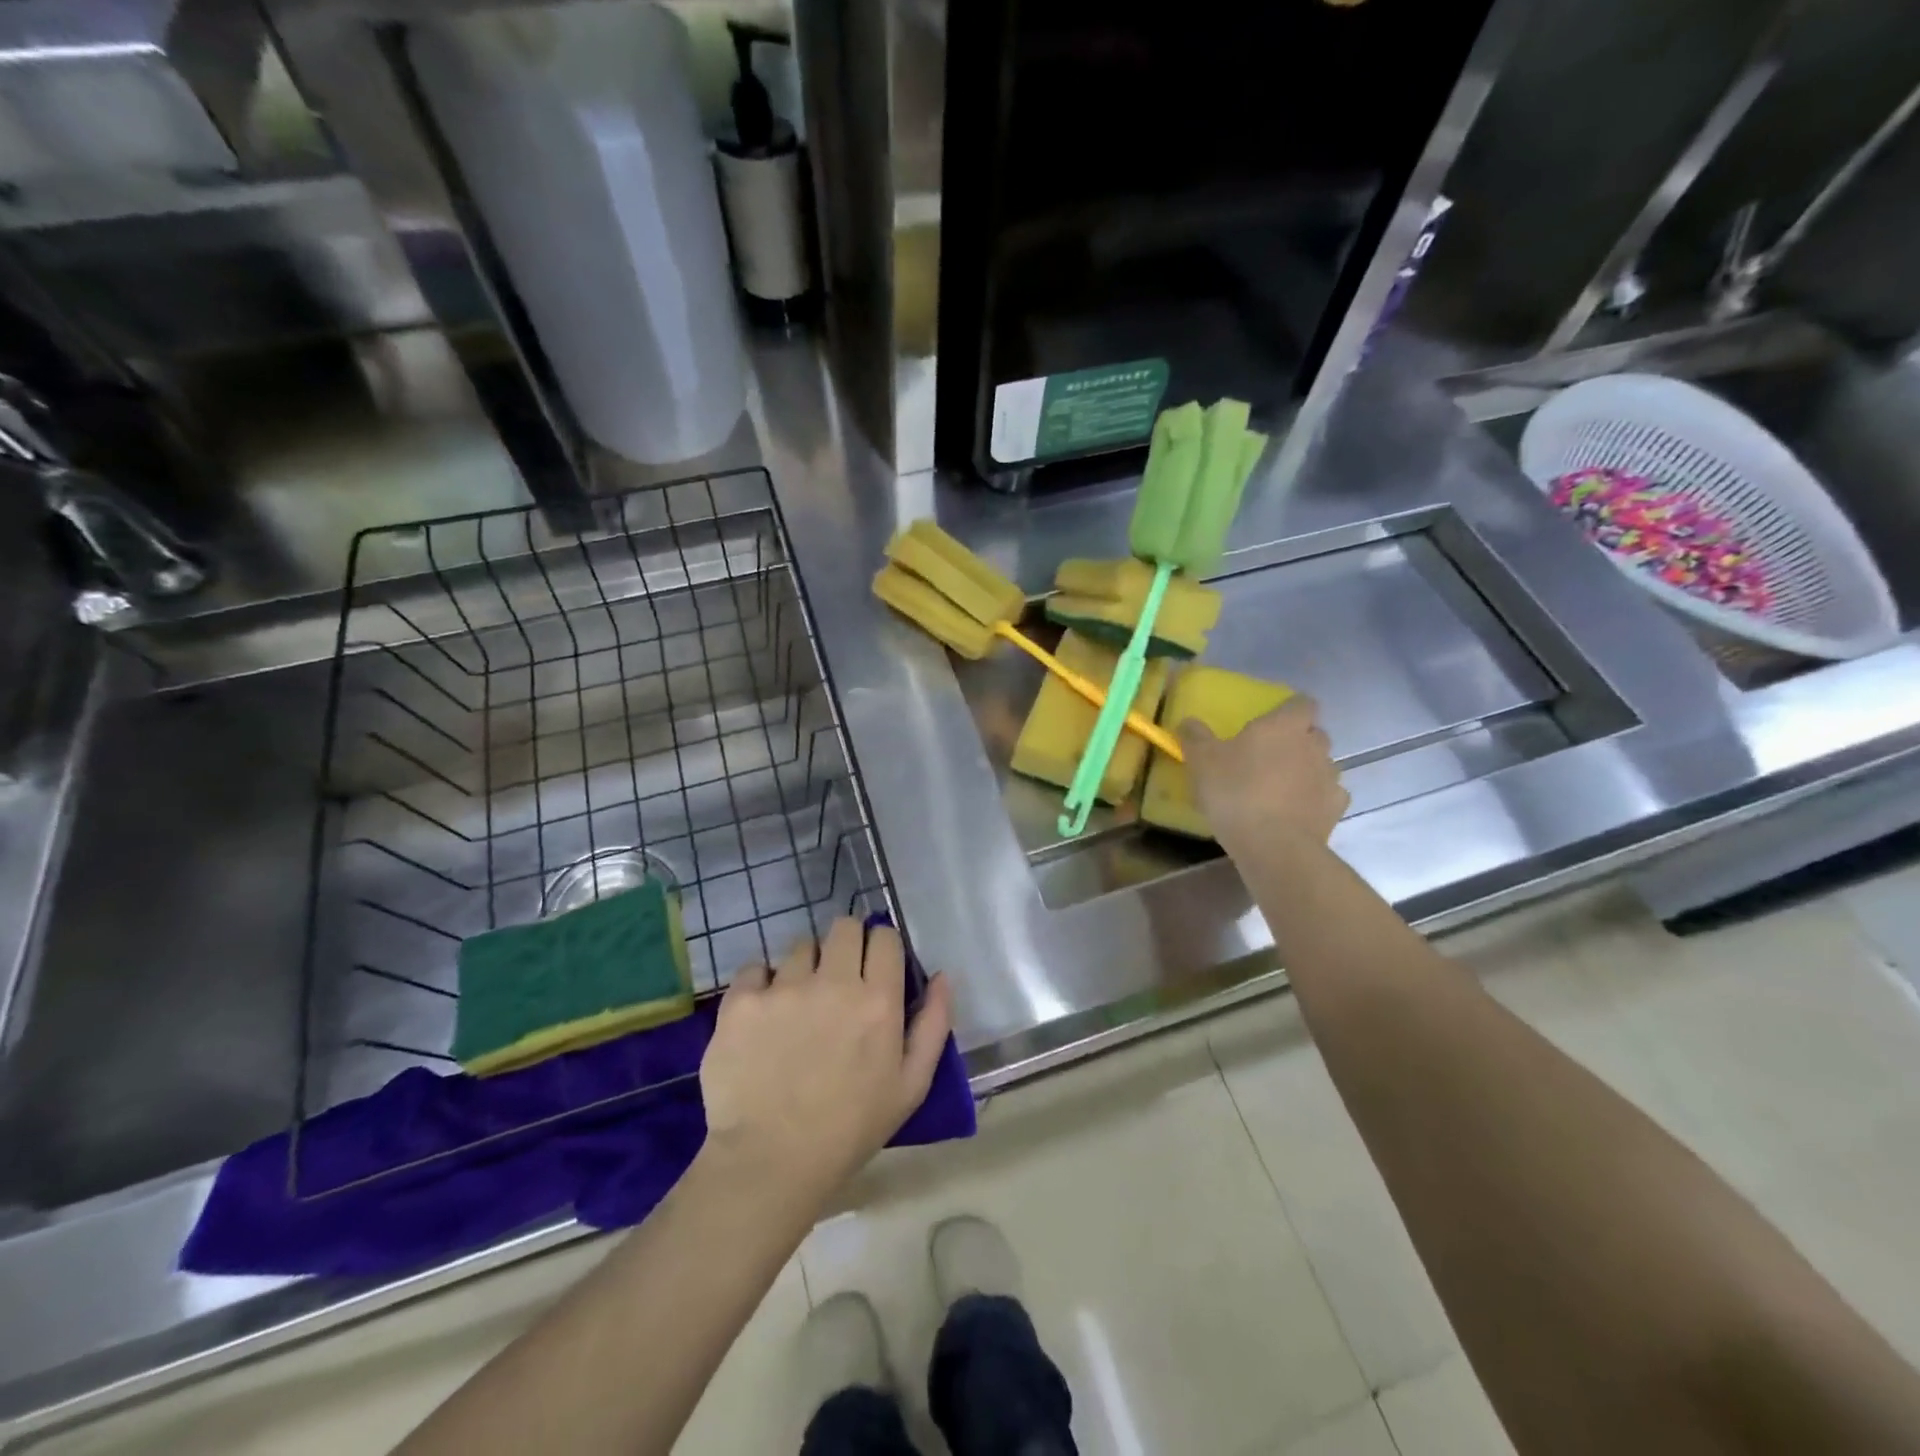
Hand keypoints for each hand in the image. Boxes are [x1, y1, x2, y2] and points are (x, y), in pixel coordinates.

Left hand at [699, 918, 953, 1202]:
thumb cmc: (849, 1129)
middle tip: (838, 978)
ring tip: (797, 1004)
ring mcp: (784, 988)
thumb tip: (941, 975)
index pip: (884, 937)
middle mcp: (833, 982)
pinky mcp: (742, 1000)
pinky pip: (755, 968)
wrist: (769, 1162)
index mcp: (878, 1000)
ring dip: (805, 966)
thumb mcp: (911, 1086)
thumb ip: (934, 1024)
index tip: (874, 969)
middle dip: (846, 944)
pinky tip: (763, 1015)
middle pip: (844, 927)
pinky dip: (761, 984)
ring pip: (800, 946)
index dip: (881, 948)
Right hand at [1178, 696, 1348, 852]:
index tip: (1272, 721)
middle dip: (1297, 740)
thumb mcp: (1202, 761)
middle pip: (1314, 733)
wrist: (1273, 845)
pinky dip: (1314, 799)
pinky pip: (1327, 795)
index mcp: (1285, 726)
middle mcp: (1314, 745)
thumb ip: (1195, 737)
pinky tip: (1295, 811)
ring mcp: (1330, 777)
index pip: (1302, 703)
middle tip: (1269, 756)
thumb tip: (1189, 722)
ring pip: (1322, 765)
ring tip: (1280, 788)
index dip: (1289, 710)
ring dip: (1306, 770)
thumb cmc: (1235, 791)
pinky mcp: (1335, 808)